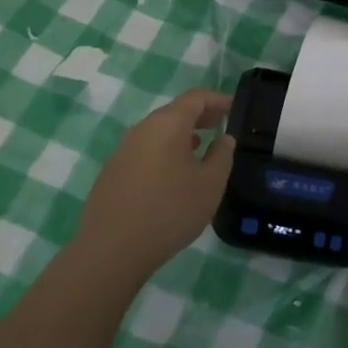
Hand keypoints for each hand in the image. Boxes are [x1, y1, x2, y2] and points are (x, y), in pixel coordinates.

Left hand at [73, 89, 235, 284]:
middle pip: (175, 112)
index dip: (218, 100)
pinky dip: (165, 151)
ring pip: (158, 132)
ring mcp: (123, 150)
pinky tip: (173, 174)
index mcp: (167, 124)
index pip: (196, 98)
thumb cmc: (170, 210)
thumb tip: (224, 138)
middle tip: (221, 124)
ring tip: (201, 147)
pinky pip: (146, 151)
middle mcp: (142, 129)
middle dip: (200, 115)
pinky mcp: (113, 172)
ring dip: (181, 135)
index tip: (235, 107)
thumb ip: (222, 155)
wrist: (112, 249)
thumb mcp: (210, 184)